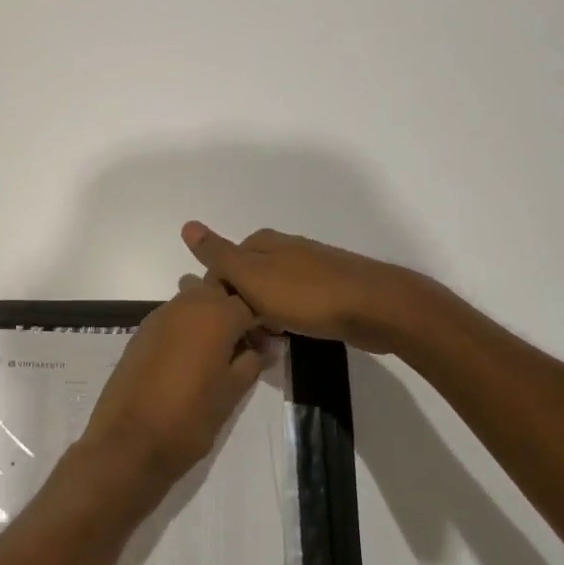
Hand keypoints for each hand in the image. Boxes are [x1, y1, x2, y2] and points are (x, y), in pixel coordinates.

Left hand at [78, 279, 271, 499]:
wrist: (129, 441)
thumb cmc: (190, 418)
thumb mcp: (231, 393)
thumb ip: (252, 363)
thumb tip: (266, 348)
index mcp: (216, 315)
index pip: (248, 303)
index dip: (261, 321)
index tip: (266, 343)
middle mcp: (186, 304)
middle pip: (216, 291)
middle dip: (231, 310)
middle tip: (241, 343)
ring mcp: (159, 316)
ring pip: (191, 299)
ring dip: (206, 315)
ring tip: (214, 350)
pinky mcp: (140, 332)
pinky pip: (171, 317)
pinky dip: (184, 326)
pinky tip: (187, 357)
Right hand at [181, 222, 418, 352]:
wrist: (375, 308)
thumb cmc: (307, 295)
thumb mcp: (252, 276)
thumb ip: (219, 254)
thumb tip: (187, 225)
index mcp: (263, 242)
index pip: (222, 265)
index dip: (217, 293)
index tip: (222, 321)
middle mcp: (285, 248)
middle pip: (246, 277)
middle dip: (240, 304)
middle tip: (243, 334)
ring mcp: (310, 267)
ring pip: (271, 291)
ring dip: (264, 313)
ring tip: (266, 339)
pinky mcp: (330, 288)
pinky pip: (295, 302)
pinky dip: (287, 317)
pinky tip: (292, 333)